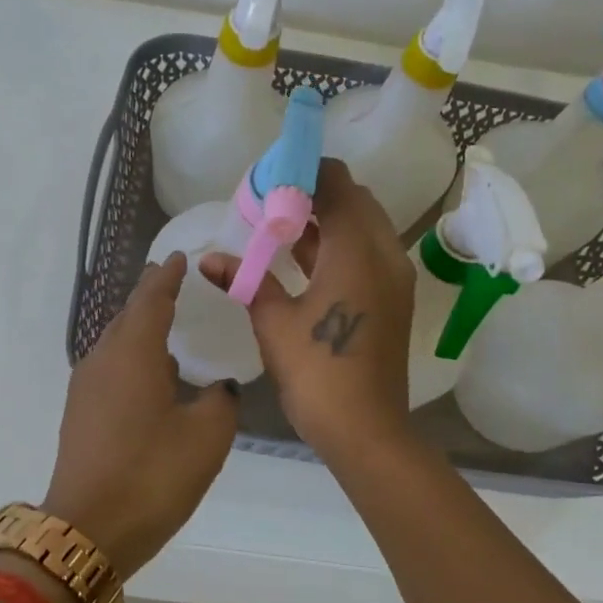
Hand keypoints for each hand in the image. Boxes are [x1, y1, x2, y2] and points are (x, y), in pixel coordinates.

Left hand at [41, 253, 238, 578]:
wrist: (87, 531)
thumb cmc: (151, 475)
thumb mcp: (207, 436)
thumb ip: (220, 400)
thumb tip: (217, 388)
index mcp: (132, 352)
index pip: (151, 298)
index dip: (167, 276)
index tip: (180, 258)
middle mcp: (102, 359)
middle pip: (128, 316)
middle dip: (151, 298)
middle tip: (177, 285)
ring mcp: (85, 387)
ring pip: (116, 344)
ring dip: (141, 331)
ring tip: (169, 328)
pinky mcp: (80, 414)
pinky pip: (110, 369)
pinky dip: (133, 359)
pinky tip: (152, 377)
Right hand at [201, 158, 415, 459]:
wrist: (365, 430)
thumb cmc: (317, 373)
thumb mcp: (273, 322)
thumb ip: (246, 280)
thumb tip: (208, 259)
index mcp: (357, 251)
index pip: (337, 184)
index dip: (304, 172)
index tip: (269, 177)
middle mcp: (385, 254)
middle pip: (355, 200)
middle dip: (315, 192)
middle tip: (271, 200)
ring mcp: (394, 278)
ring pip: (364, 227)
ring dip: (328, 219)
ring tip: (280, 223)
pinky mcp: (392, 299)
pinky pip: (368, 252)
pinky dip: (339, 244)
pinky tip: (302, 256)